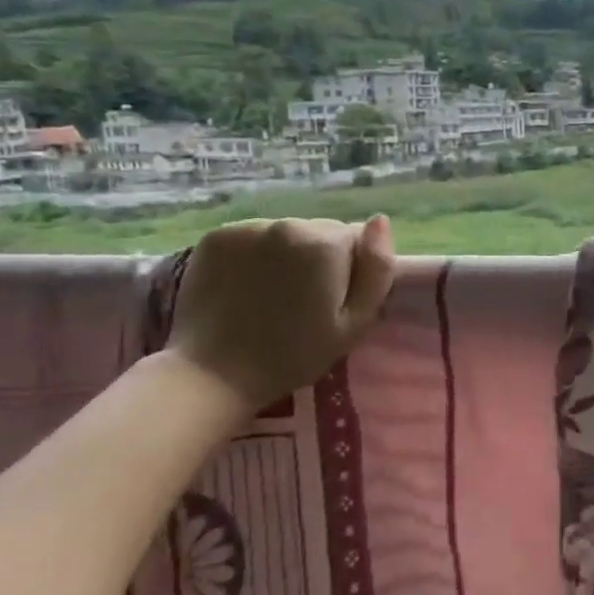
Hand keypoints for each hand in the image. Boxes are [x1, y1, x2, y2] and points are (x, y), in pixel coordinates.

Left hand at [166, 216, 395, 415]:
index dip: (349, 270)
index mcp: (325, 243)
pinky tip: (246, 287)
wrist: (213, 374)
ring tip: (271, 296)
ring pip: (285, 234)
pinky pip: (252, 237)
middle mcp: (287, 223)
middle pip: (319, 232)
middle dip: (318, 258)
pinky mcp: (216, 236)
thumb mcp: (355, 324)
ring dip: (286, 255)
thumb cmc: (294, 355)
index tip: (332, 301)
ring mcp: (247, 227)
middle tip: (302, 302)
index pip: (355, 238)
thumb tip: (380, 220)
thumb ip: (377, 270)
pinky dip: (254, 255)